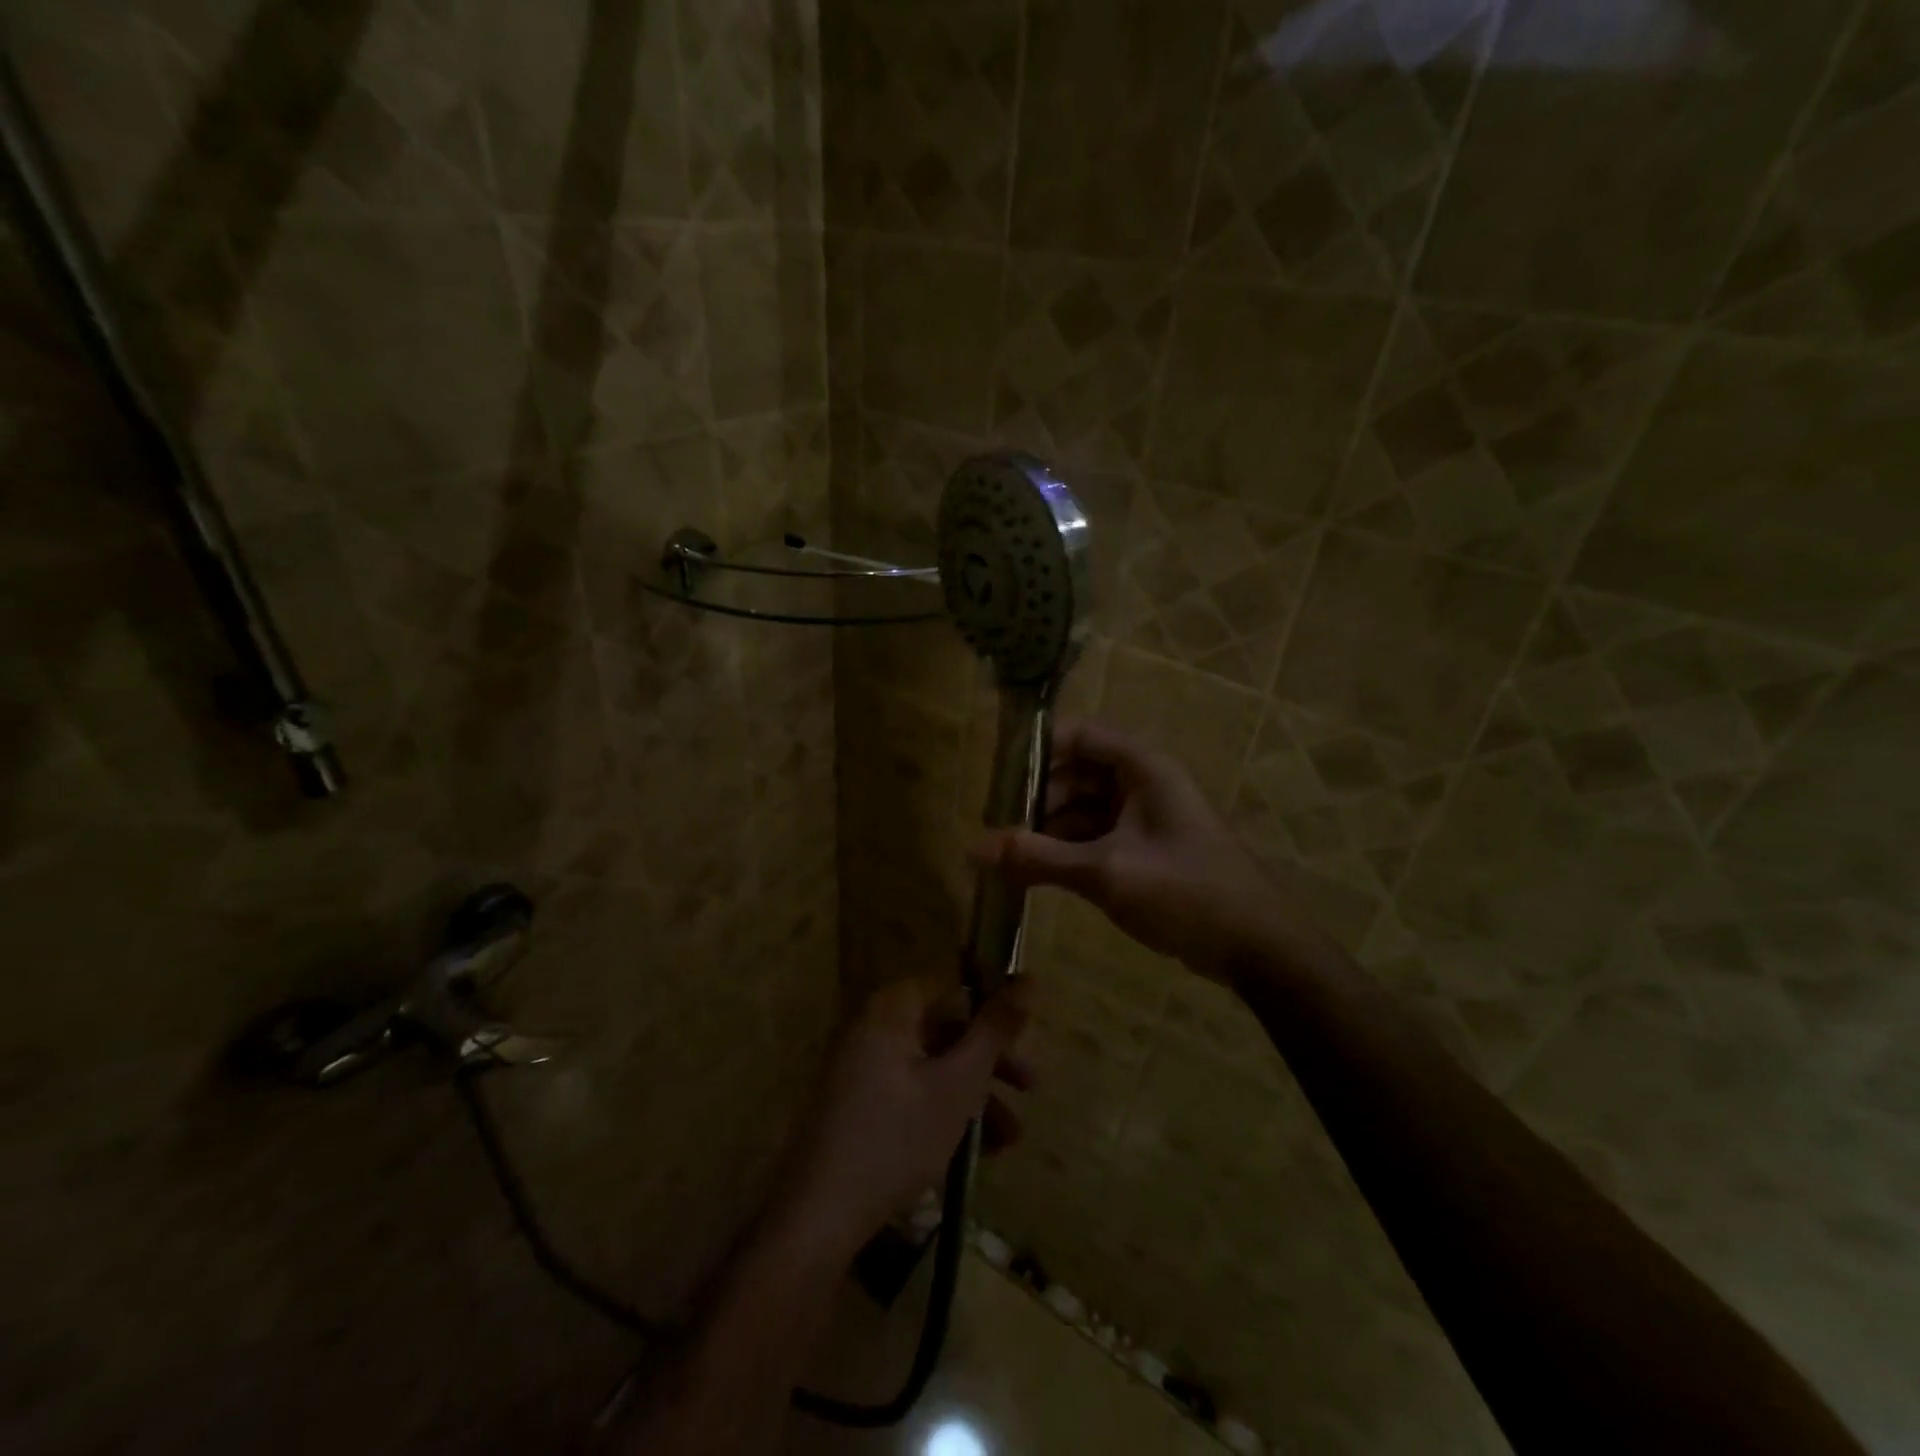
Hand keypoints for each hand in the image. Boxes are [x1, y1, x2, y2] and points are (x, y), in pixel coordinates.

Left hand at [775, 977, 1031, 1258]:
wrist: (819, 1216)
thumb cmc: (897, 1137)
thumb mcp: (959, 1083)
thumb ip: (995, 1029)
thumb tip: (1029, 977)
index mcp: (890, 1010)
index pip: (951, 986)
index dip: (991, 1007)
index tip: (1025, 1036)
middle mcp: (872, 1028)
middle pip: (944, 1029)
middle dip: (990, 1063)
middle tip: (1030, 1088)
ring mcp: (860, 1068)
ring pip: (932, 1067)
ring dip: (974, 1096)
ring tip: (1009, 1139)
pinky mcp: (857, 1106)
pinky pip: (911, 1093)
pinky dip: (944, 1112)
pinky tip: (975, 1152)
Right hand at [976, 718, 1334, 982]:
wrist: (1258, 948)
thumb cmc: (1185, 893)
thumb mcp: (1105, 872)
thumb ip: (1038, 857)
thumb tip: (973, 848)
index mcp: (1142, 768)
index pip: (1079, 735)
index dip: (1037, 749)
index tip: (997, 778)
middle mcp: (1143, 784)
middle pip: (1076, 774)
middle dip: (1036, 799)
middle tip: (997, 830)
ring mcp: (1145, 819)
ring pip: (1083, 809)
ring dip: (1048, 830)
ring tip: (1010, 859)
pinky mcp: (1146, 851)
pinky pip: (1096, 838)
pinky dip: (1068, 851)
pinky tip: (1038, 875)